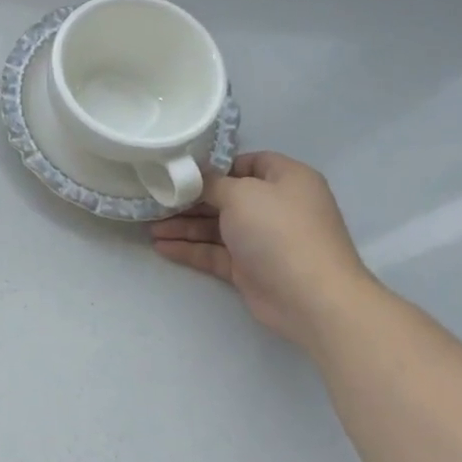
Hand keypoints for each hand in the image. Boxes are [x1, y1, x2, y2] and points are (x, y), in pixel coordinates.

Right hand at [152, 151, 376, 350]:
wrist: (312, 298)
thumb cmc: (279, 231)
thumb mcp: (241, 194)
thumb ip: (212, 183)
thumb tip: (195, 177)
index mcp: (286, 179)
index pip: (247, 163)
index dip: (216, 166)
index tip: (182, 171)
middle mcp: (276, 206)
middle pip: (226, 196)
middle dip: (190, 199)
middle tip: (156, 200)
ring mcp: (263, 240)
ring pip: (216, 226)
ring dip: (184, 226)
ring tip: (150, 226)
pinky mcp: (250, 268)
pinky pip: (215, 253)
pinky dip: (190, 249)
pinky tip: (161, 247)